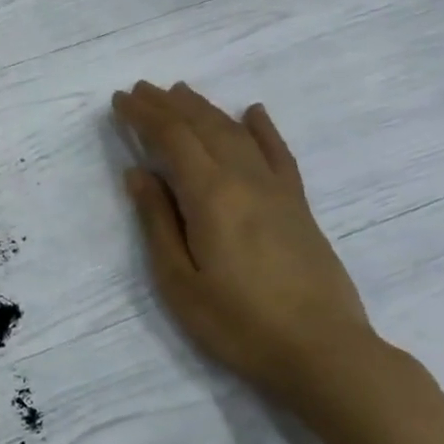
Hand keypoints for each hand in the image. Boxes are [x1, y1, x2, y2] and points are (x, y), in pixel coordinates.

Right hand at [112, 81, 381, 417]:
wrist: (324, 353)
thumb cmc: (238, 323)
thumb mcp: (179, 281)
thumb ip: (158, 222)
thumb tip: (138, 174)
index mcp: (211, 195)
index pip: (172, 139)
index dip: (144, 116)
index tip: (119, 99)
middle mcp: (245, 180)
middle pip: (204, 127)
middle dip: (169, 105)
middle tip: (142, 89)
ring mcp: (278, 191)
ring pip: (237, 134)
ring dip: (206, 109)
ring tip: (182, 92)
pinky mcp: (299, 207)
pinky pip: (279, 154)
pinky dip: (263, 129)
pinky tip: (254, 112)